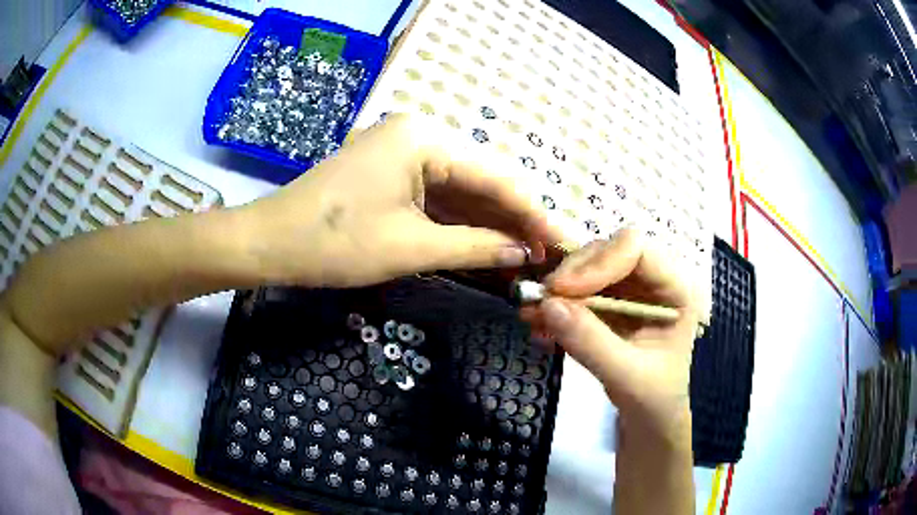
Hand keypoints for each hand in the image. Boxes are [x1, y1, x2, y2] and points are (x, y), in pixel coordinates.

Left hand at [239, 114, 562, 286]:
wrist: (270, 242)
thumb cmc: (336, 242)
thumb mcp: (411, 247)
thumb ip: (475, 246)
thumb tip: (522, 254)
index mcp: (425, 139)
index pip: (495, 177)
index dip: (530, 213)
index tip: (558, 243)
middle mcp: (418, 135)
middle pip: (479, 181)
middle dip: (511, 220)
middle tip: (543, 255)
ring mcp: (402, 153)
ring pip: (458, 191)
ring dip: (487, 223)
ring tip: (522, 256)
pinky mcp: (390, 173)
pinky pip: (434, 197)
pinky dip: (457, 223)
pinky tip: (484, 245)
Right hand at [520, 228, 696, 437]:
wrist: (649, 419)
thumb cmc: (653, 398)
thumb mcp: (626, 375)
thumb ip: (591, 342)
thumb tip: (548, 306)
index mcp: (675, 290)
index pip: (637, 251)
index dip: (599, 262)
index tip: (562, 290)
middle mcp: (653, 281)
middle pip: (608, 252)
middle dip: (573, 274)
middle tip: (542, 300)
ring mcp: (630, 291)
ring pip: (589, 268)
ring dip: (558, 289)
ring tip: (532, 314)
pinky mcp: (610, 305)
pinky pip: (578, 292)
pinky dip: (556, 306)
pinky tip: (539, 325)